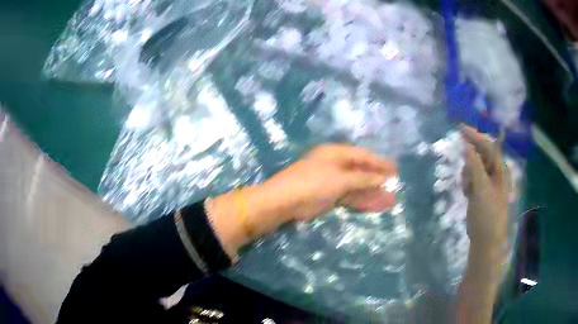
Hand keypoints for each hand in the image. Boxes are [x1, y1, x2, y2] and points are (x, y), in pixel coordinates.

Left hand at [260, 144, 397, 221]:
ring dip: (373, 195)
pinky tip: (375, 207)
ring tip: (390, 203)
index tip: (396, 171)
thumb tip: (383, 179)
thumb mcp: (340, 180)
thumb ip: (363, 179)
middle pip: (362, 173)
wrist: (284, 201)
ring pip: (357, 188)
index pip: (364, 156)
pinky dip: (362, 202)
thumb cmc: (313, 183)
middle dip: (379, 183)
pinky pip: (350, 197)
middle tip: (395, 191)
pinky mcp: (329, 196)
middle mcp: (336, 165)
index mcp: (337, 154)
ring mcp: (333, 182)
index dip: (380, 164)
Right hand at [461, 125, 509, 248]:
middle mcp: (494, 172)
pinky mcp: (480, 191)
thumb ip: (474, 165)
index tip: (459, 128)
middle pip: (480, 155)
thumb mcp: (481, 188)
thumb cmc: (488, 214)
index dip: (475, 135)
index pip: (488, 145)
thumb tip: (466, 144)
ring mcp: (487, 182)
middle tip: (466, 176)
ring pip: (473, 167)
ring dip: (467, 174)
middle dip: (470, 161)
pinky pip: (471, 178)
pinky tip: (467, 194)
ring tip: (468, 190)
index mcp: (500, 169)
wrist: (485, 240)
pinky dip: (467, 183)